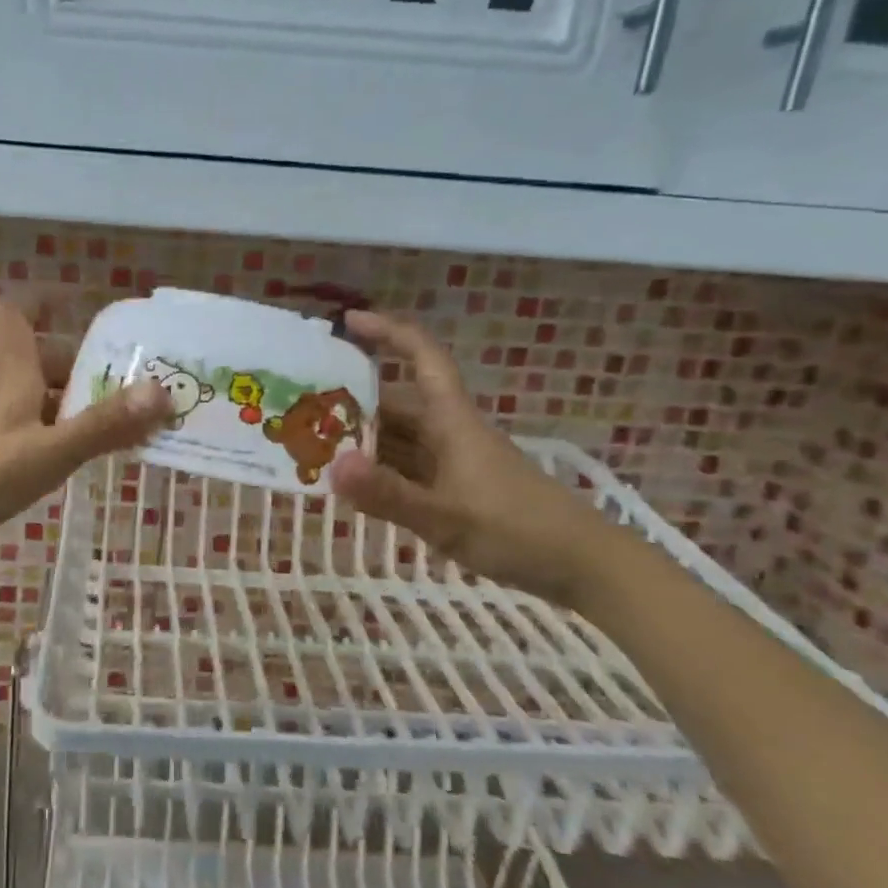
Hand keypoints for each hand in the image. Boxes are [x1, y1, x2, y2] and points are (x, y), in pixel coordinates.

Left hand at [0, 294, 171, 571]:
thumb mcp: (49, 453)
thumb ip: (103, 425)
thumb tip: (161, 390)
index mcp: (13, 374)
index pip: (18, 310)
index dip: (46, 296)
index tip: (82, 301)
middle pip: (41, 359)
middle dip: (86, 365)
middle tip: (132, 385)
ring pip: (37, 397)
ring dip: (76, 404)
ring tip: (121, 426)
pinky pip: (27, 429)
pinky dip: (56, 434)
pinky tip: (74, 461)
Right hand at [328, 310, 619, 606]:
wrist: (584, 565)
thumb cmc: (517, 530)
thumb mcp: (445, 517)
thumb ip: (388, 495)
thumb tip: (331, 466)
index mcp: (451, 421)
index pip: (422, 357)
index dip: (387, 332)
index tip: (348, 321)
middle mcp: (450, 433)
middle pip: (398, 404)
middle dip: (354, 403)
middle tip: (304, 410)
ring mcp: (455, 463)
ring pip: (401, 440)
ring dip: (364, 442)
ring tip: (315, 450)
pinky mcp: (459, 490)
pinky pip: (410, 470)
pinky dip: (381, 473)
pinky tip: (356, 488)